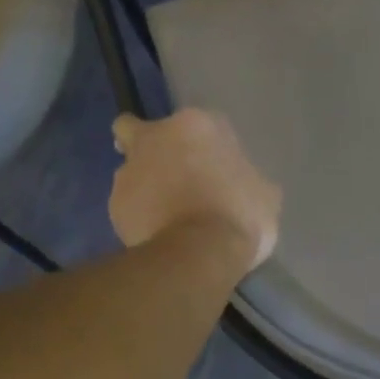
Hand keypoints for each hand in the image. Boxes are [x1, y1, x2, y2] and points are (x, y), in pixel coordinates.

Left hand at [108, 109, 280, 276]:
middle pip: (135, 129)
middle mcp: (156, 137)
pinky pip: (127, 207)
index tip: (216, 171)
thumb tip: (243, 187)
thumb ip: (247, 180)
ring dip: (144, 187)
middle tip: (167, 174)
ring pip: (130, 171)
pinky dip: (138, 217)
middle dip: (147, 147)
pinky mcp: (114, 204)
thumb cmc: (239, 216)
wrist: (199, 254)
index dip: (206, 147)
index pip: (197, 124)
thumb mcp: (264, 196)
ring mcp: (129, 170)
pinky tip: (157, 236)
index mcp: (198, 124)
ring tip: (165, 218)